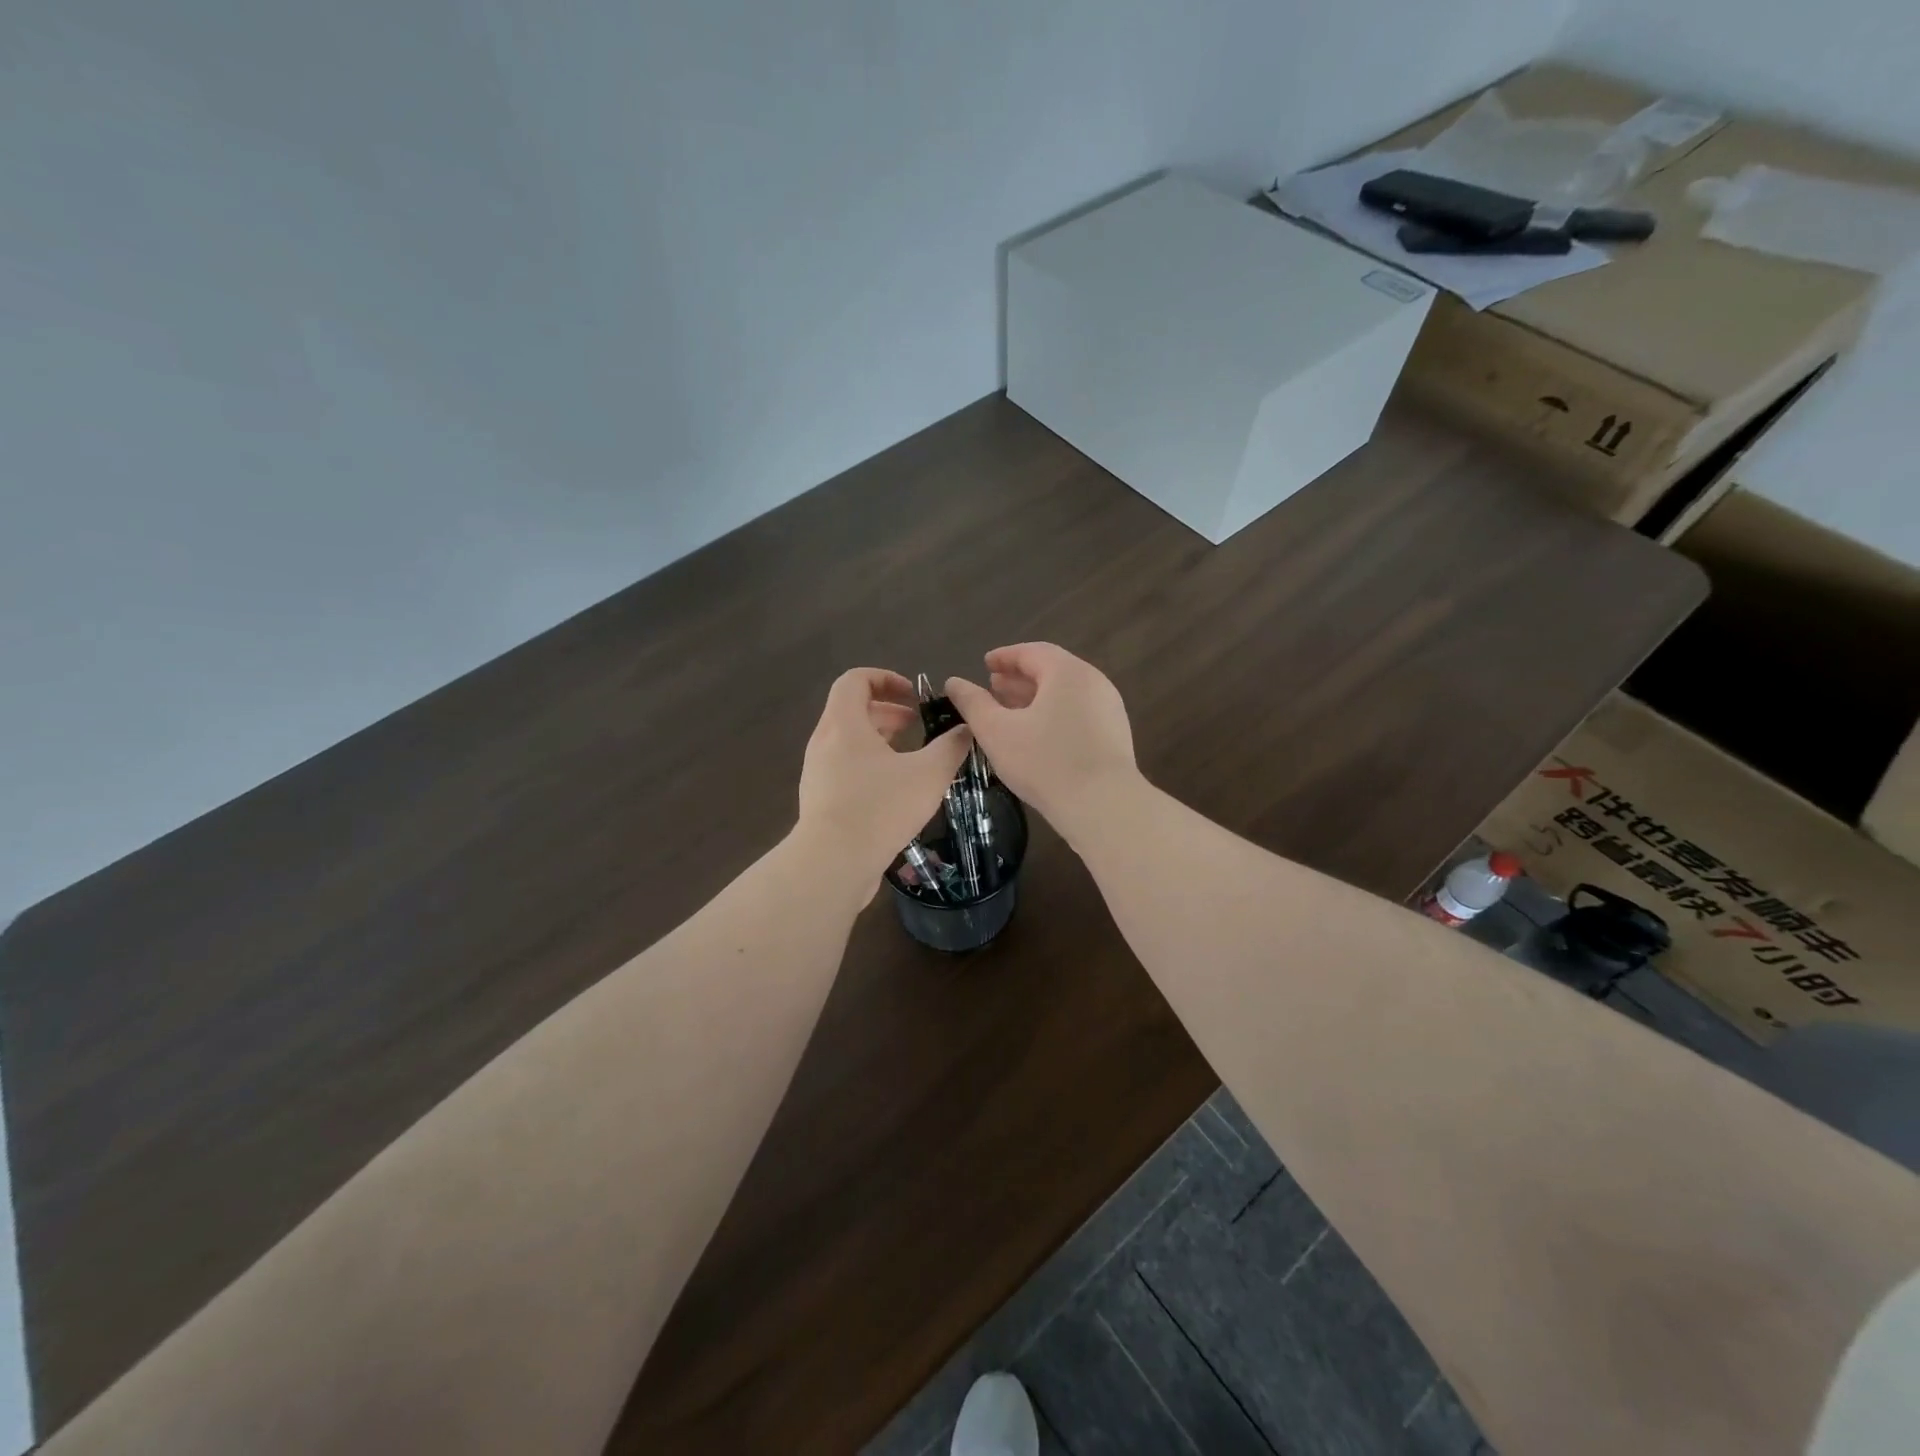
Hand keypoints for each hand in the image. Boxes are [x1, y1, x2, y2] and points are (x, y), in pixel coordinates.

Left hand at [796, 668, 971, 893]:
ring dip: (879, 739)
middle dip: (887, 711)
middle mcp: (824, 742)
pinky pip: (843, 768)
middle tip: (916, 724)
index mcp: (844, 724)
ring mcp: (817, 772)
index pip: (855, 680)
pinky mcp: (819, 800)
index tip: (912, 695)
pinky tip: (894, 790)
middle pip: (851, 710)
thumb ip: (950, 747)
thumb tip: (966, 730)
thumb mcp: (928, 774)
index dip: (885, 678)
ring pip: (847, 741)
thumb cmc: (880, 808)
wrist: (832, 863)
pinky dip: (868, 765)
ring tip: (910, 757)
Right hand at [945, 644, 1138, 841]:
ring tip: (1010, 712)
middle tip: (993, 687)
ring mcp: (1108, 709)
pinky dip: (1053, 715)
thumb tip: (954, 683)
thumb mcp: (997, 732)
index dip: (1004, 656)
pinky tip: (1037, 737)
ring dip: (1036, 698)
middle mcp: (1093, 682)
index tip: (985, 664)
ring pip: (1065, 695)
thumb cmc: (1044, 762)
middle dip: (1019, 678)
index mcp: (1067, 672)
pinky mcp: (1115, 735)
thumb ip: (973, 703)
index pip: (1032, 652)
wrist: (1103, 805)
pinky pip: (1078, 714)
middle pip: (1051, 671)